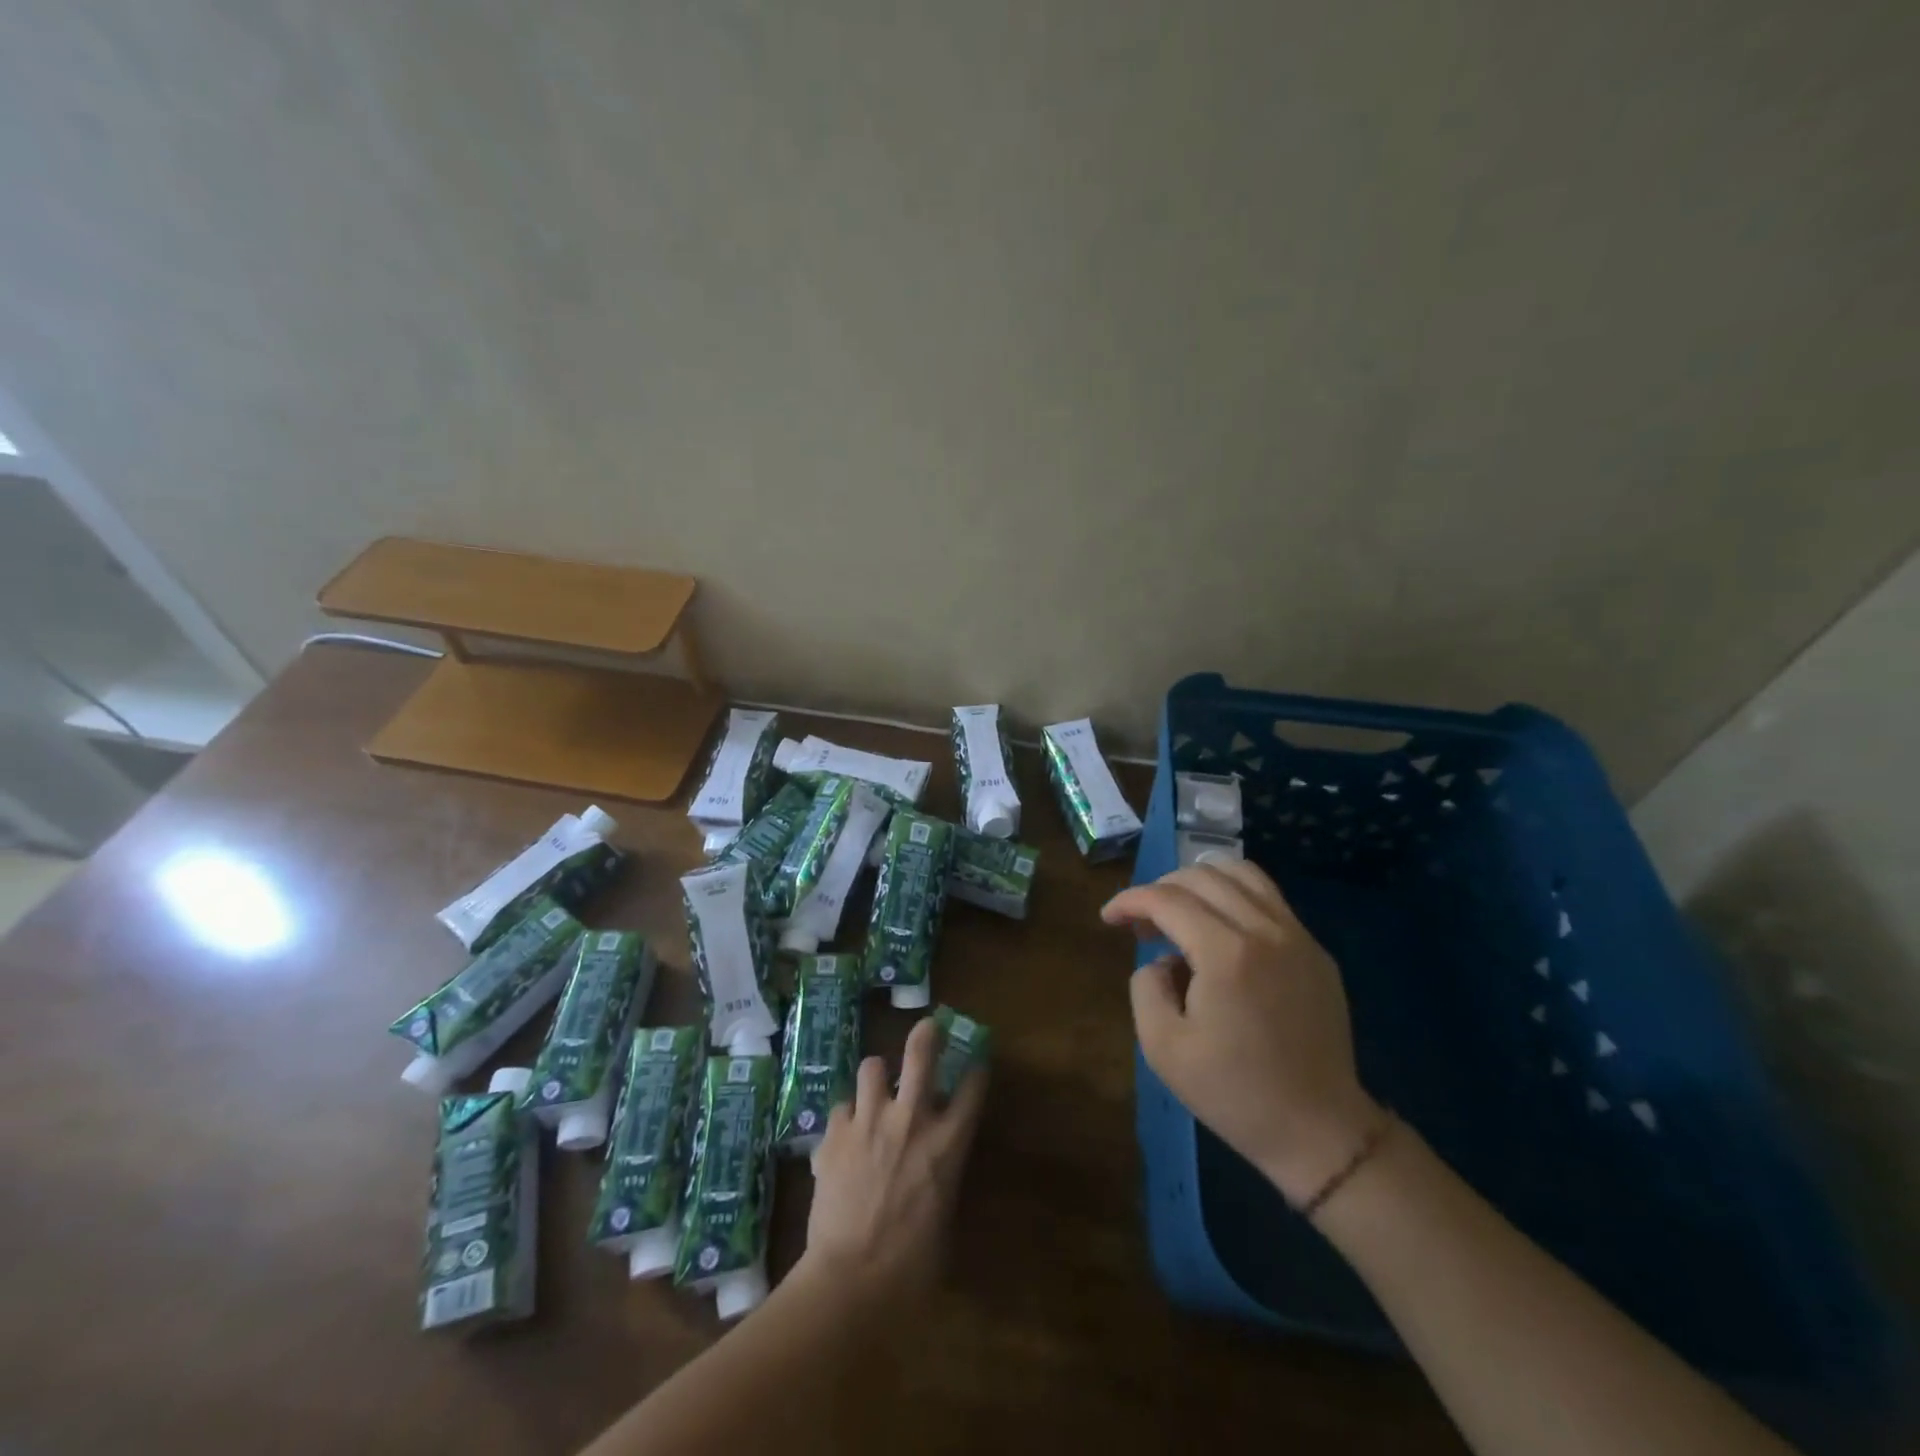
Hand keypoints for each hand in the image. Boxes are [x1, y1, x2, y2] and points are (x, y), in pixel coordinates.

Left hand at [800, 1016, 988, 1311]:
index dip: (976, 1069)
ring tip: (875, 1090)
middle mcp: (910, 1119)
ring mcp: (869, 1121)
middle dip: (926, 1033)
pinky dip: (846, 1119)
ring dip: (876, 1077)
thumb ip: (942, 1178)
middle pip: (921, 1052)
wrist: (851, 1281)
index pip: (972, 1087)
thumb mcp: (944, 1217)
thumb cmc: (912, 1266)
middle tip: (927, 1027)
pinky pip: (841, 1107)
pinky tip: (843, 1137)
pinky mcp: (835, 1134)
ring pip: (872, 1066)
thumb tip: (936, 1168)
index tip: (975, 1063)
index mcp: (947, 1142)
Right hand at [1104, 862, 1382, 1207]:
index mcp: (1227, 953)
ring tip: (1179, 912)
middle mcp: (1265, 930)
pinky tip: (1219, 929)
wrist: (1319, 1131)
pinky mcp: (1316, 951)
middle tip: (1141, 924)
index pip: (1167, 899)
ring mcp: (1298, 936)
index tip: (1108, 918)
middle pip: (1201, 876)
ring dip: (1199, 881)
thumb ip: (1146, 987)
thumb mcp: (1163, 1048)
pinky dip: (1233, 896)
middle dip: (1160, 889)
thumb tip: (1162, 960)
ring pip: (1241, 873)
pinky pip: (1269, 898)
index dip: (1129, 900)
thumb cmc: (1234, 1093)